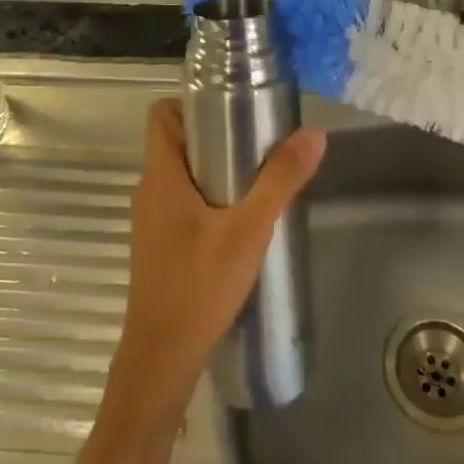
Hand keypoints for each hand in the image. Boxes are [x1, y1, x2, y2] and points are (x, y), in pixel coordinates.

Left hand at [103, 99, 325, 427]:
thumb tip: (313, 133)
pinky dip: (210, 198)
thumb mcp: (247, 230)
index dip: (192, 101)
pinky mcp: (161, 247)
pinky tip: (243, 219)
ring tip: (259, 175)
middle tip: (259, 138)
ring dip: (216, 168)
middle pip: (177, 141)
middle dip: (216, 134)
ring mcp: (152, 221)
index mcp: (161, 175)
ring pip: (182, 174)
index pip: (162, 113)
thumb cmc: (198, 287)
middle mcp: (150, 191)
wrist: (161, 362)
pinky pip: (184, 203)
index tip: (233, 104)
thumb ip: (280, 181)